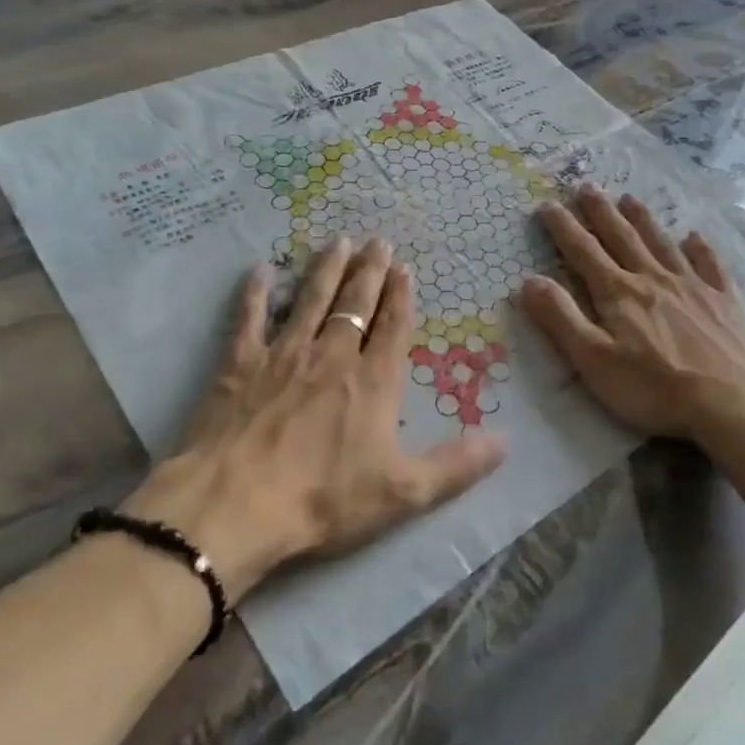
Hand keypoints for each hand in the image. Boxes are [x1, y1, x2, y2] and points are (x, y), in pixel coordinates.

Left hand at [126, 237, 505, 602]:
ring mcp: (285, 354)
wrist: (238, 503)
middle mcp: (333, 355)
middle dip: (370, 271)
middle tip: (377, 241)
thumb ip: (457, 465)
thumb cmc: (325, 499)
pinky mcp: (241, 363)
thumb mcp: (404, 492)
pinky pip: (250, 318)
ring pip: (311, 299)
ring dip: (326, 269)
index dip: (401, 296)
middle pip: (356, 303)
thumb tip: (505, 440)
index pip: (393, 327)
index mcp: (374, 381)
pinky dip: (255, 292)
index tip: (405, 268)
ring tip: (338, 241)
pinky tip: (260, 269)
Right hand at [518, 188, 744, 451]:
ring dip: (643, 220)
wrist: (730, 403)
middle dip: (601, 211)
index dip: (563, 227)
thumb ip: (561, 318)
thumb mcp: (593, 360)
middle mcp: (653, 279)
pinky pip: (710, 265)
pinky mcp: (723, 302)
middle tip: (587, 186)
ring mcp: (692, 287)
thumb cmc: (653, 388)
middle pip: (621, 237)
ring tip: (630, 198)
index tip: (547, 204)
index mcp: (618, 293)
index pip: (583, 251)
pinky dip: (700, 248)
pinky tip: (695, 236)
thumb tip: (529, 280)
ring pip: (661, 244)